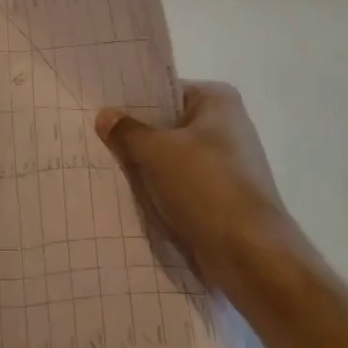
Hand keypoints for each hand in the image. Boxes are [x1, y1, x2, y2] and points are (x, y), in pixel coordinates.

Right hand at [94, 81, 297, 292]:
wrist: (250, 255)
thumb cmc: (205, 186)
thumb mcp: (156, 152)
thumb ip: (127, 131)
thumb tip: (105, 115)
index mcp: (218, 101)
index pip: (165, 92)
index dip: (133, 103)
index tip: (102, 112)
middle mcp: (228, 126)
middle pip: (169, 126)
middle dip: (138, 137)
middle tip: (97, 140)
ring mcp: (228, 164)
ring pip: (174, 159)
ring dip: (148, 168)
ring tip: (109, 169)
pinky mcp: (224, 198)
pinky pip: (183, 186)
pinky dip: (163, 192)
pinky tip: (134, 198)